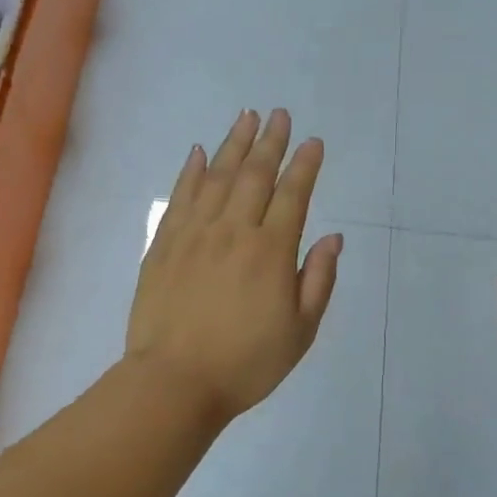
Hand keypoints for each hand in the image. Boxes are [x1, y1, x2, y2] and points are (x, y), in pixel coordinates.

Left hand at [126, 109, 342, 426]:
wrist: (174, 382)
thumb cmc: (246, 363)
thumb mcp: (300, 332)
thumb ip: (318, 280)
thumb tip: (333, 238)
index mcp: (270, 252)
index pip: (292, 195)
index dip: (304, 165)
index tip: (312, 142)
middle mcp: (233, 231)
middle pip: (254, 176)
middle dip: (270, 142)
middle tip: (279, 114)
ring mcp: (194, 234)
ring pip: (216, 177)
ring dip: (233, 144)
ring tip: (246, 117)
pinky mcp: (163, 244)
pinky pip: (179, 197)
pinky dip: (190, 171)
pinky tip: (197, 152)